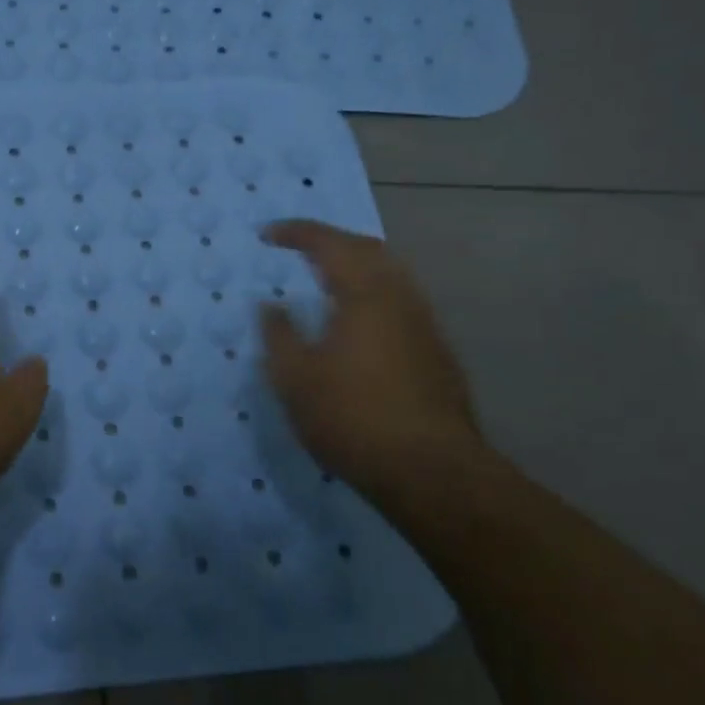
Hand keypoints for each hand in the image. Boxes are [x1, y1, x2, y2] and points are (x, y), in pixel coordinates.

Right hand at [258, 220, 491, 497]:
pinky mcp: (437, 353)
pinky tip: (358, 323)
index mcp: (365, 294)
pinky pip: (400, 302)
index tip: (267, 235)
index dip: (296, 233)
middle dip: (331, 241)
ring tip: (327, 280)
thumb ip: (279, 334)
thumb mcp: (295, 379)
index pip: (329, 244)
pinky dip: (372, 294)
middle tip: (300, 248)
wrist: (431, 472)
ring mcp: (425, 325)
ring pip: (391, 276)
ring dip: (356, 266)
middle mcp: (401, 298)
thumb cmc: (352, 418)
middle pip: (369, 250)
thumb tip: (271, 305)